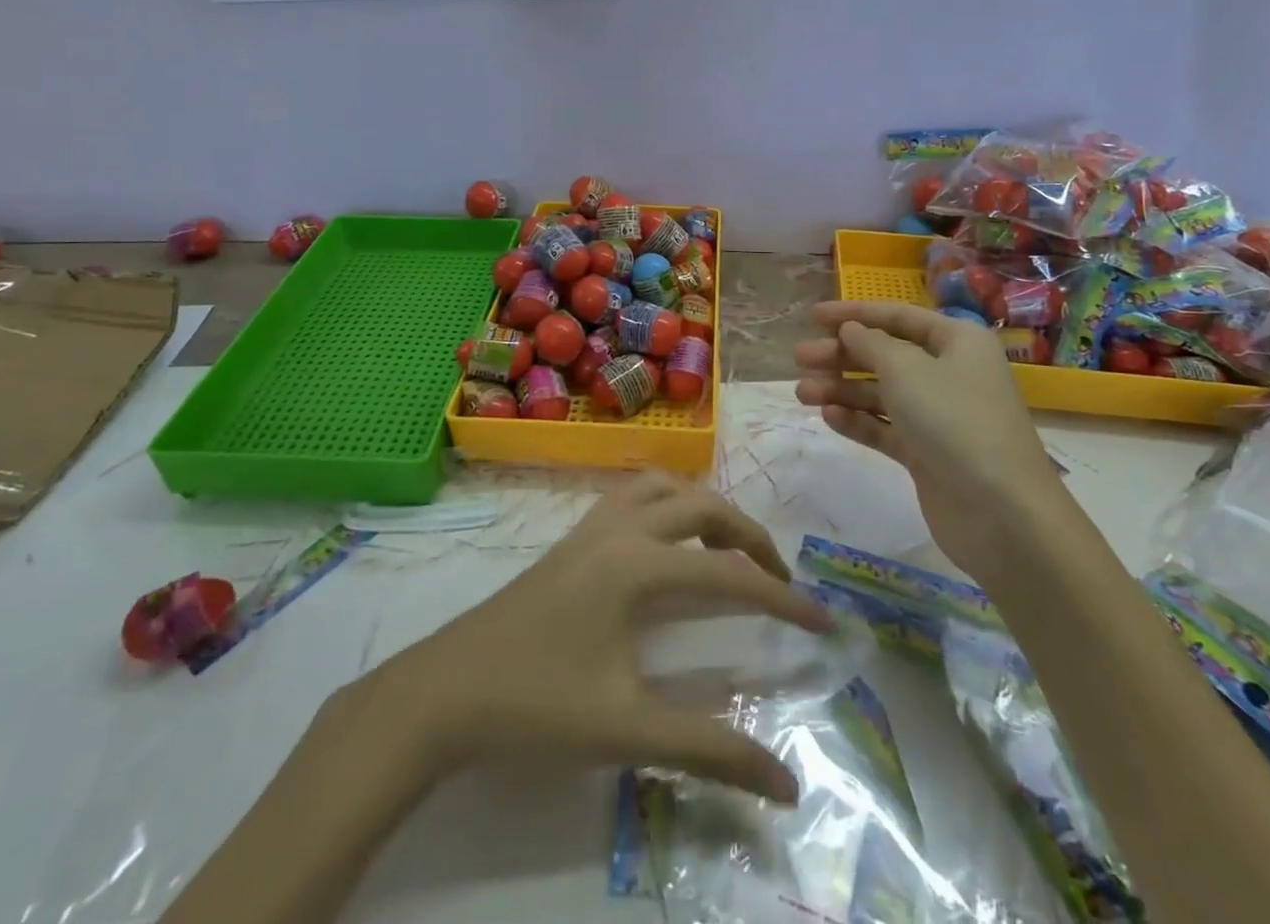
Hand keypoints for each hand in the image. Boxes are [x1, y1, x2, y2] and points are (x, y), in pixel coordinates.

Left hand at [378, 472, 832, 802]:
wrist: (445, 692)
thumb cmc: (536, 706)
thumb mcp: (626, 732)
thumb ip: (709, 750)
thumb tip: (786, 782)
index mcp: (637, 564)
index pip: (728, 572)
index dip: (781, 597)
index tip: (824, 620)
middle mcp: (620, 528)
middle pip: (702, 506)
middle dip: (749, 535)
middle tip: (778, 580)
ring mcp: (591, 525)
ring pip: (664, 487)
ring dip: (705, 508)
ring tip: (728, 549)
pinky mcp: (571, 536)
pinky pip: (632, 494)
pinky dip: (666, 502)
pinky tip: (666, 539)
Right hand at [793, 300, 1061, 568]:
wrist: (1001, 512)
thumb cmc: (954, 420)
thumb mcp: (906, 370)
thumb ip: (871, 345)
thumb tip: (852, 330)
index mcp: (957, 341)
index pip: (898, 317)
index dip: (854, 313)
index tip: (813, 316)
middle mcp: (950, 373)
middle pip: (885, 355)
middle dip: (841, 354)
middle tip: (800, 358)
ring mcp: (939, 416)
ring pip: (881, 393)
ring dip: (841, 390)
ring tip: (802, 393)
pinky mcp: (927, 453)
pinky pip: (885, 427)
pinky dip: (857, 420)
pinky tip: (828, 417)